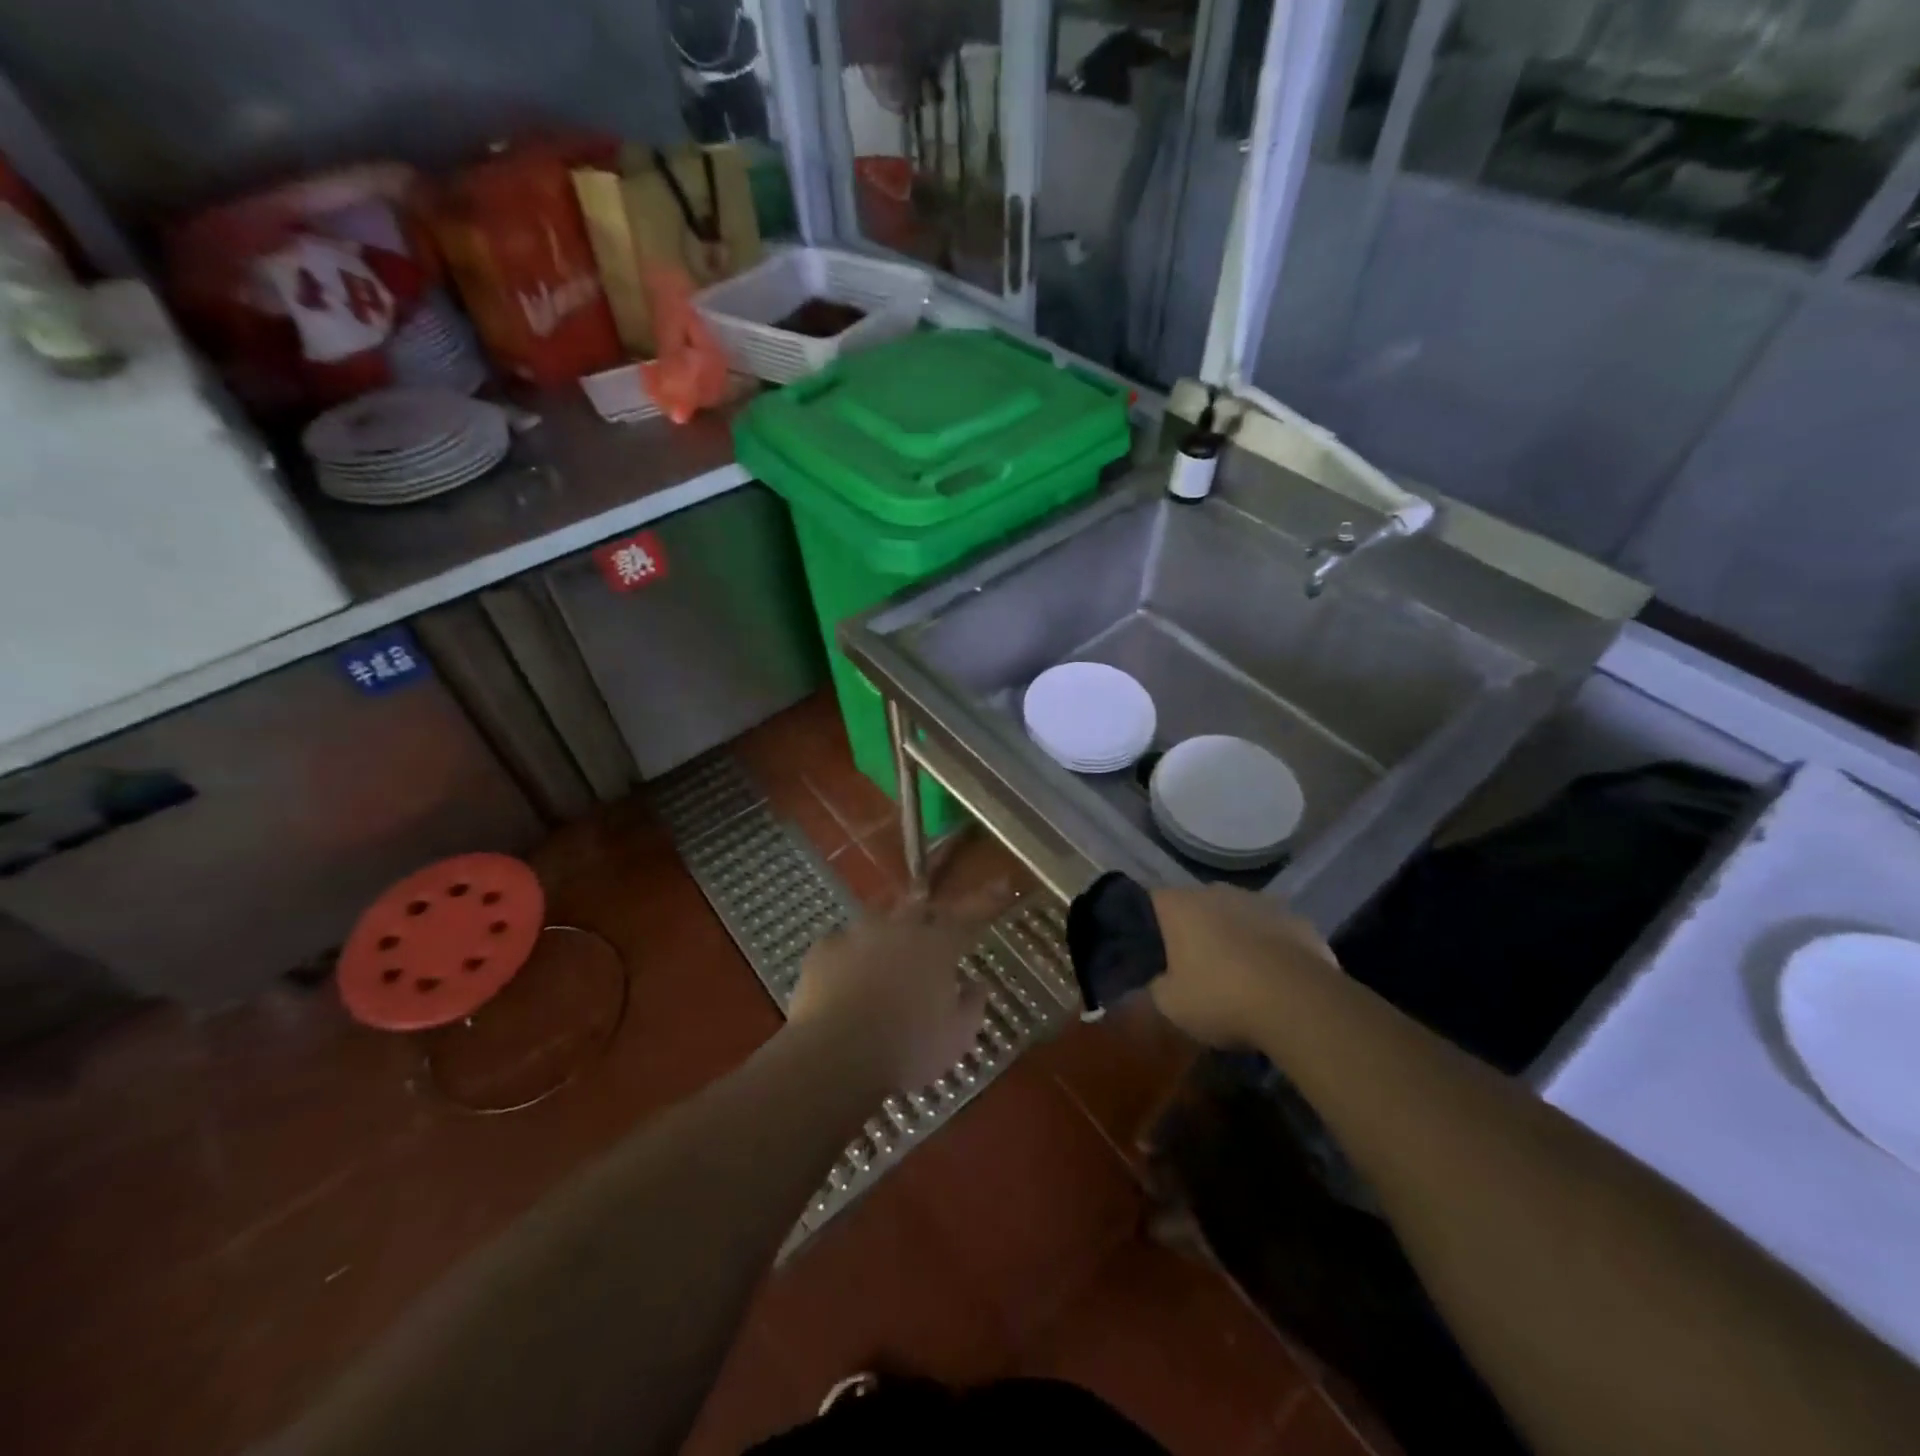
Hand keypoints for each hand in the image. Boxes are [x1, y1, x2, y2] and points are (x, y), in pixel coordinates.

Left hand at [787, 902, 988, 1090]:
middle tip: (932, 920)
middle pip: (919, 907)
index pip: (969, 916)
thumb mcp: (956, 1037)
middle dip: (929, 910)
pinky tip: (844, 968)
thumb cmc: (907, 1048)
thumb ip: (972, 1005)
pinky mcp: (823, 950)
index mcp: (937, 946)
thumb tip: (977, 984)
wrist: (836, 1054)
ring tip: (885, 941)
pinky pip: (839, 941)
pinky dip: (848, 951)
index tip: (1002, 881)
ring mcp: (857, 935)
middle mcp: (899, 929)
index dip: (986, 899)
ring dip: (887, 925)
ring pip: (877, 916)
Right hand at [1148, 885, 1339, 1047]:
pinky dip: (1269, 947)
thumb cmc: (1222, 998)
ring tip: (1239, 974)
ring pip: (1237, 914)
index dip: (1151, 925)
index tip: (1155, 951)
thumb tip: (1162, 980)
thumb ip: (1158, 986)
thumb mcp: (1171, 1005)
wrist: (1300, 1005)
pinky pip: (1272, 930)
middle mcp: (1216, 891)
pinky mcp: (1297, 918)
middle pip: (1197, 905)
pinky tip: (1274, 978)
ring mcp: (1260, 901)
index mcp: (1179, 904)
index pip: (1152, 901)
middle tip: (1196, 966)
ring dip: (1234, 935)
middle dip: (1195, 929)